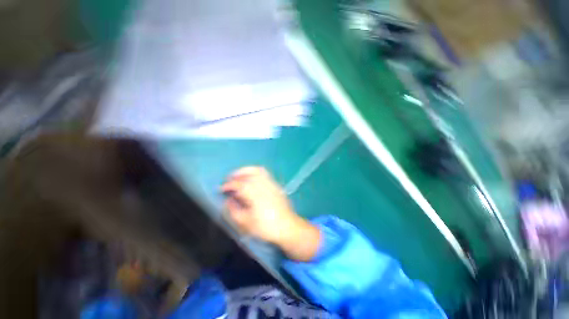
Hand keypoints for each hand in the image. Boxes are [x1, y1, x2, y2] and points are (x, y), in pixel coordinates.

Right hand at [221, 167, 319, 260]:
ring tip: (239, 174)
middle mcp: (264, 186)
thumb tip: (228, 200)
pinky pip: (265, 174)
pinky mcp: (276, 185)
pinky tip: (252, 177)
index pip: (240, 185)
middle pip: (249, 174)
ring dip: (247, 170)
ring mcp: (272, 184)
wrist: (287, 226)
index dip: (229, 185)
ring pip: (258, 171)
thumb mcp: (247, 223)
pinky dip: (256, 172)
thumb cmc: (266, 227)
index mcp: (256, 195)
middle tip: (229, 178)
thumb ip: (234, 211)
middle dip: (238, 174)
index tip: (222, 188)